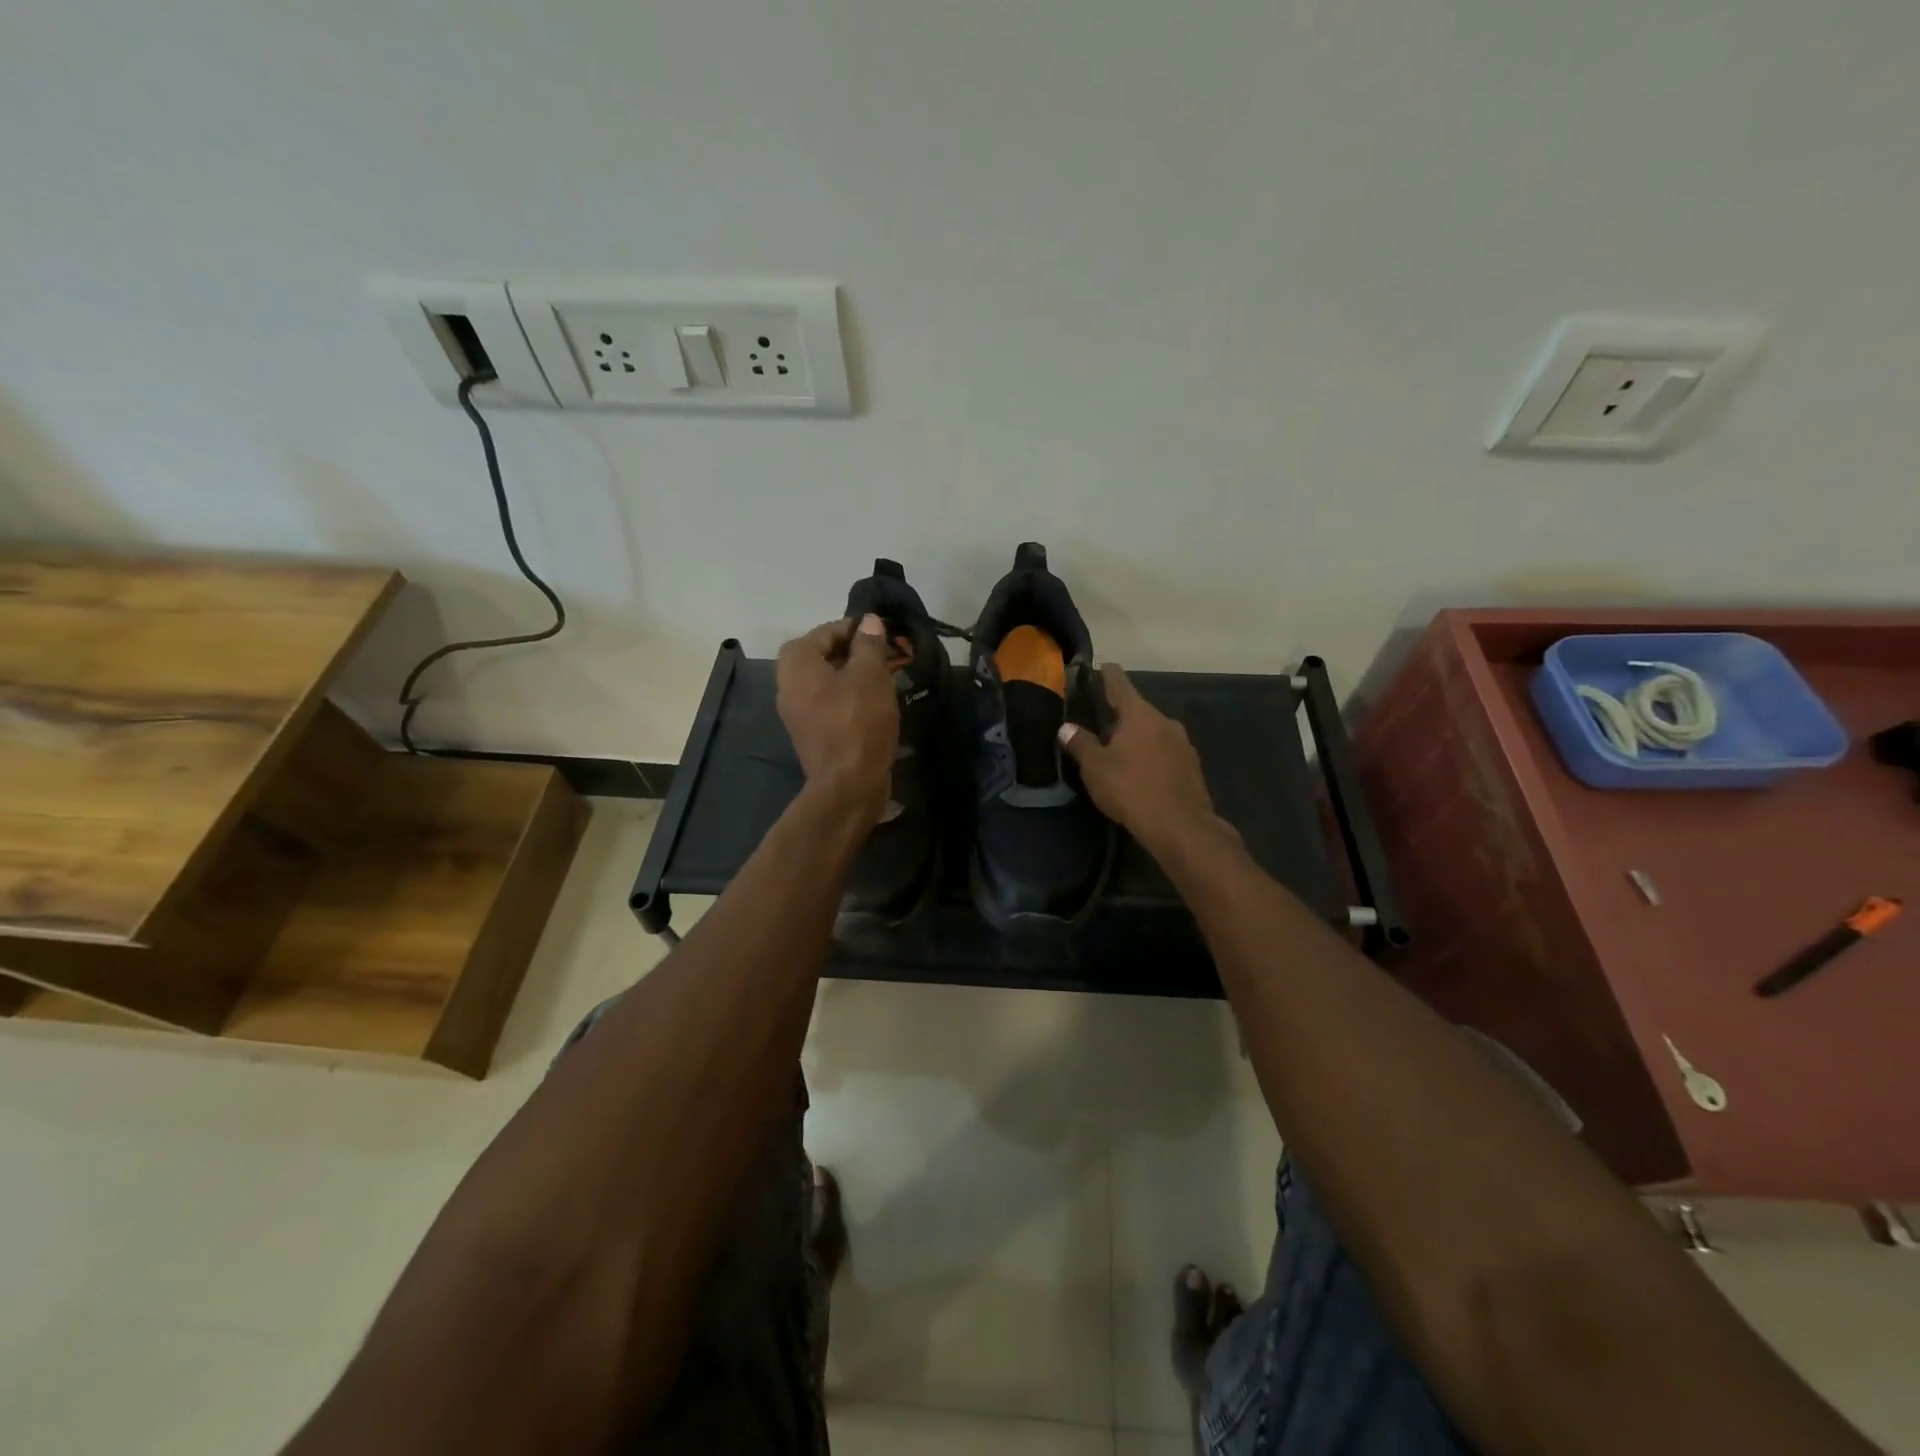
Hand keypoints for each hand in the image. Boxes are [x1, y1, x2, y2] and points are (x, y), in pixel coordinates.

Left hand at [776, 616, 897, 825]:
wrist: (848, 785)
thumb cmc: (858, 722)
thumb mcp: (870, 675)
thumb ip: (869, 644)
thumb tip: (869, 621)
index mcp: (796, 664)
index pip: (826, 631)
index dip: (857, 628)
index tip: (885, 633)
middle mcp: (788, 684)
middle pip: (823, 655)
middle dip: (857, 652)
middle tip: (888, 654)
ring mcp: (797, 712)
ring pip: (828, 680)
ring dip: (856, 675)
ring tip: (887, 676)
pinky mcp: (812, 733)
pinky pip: (831, 703)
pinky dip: (851, 696)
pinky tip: (877, 702)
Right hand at [1059, 664, 1228, 856]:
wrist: (1182, 827)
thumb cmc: (1132, 790)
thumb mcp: (1096, 768)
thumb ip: (1080, 744)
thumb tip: (1066, 727)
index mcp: (1139, 714)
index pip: (1119, 683)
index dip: (1106, 674)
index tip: (1100, 667)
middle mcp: (1164, 721)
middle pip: (1137, 709)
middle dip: (1119, 714)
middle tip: (1099, 723)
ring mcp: (1182, 743)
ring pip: (1152, 731)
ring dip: (1136, 736)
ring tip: (1118, 750)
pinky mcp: (1191, 766)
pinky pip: (1164, 751)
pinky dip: (1150, 754)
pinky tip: (1140, 771)